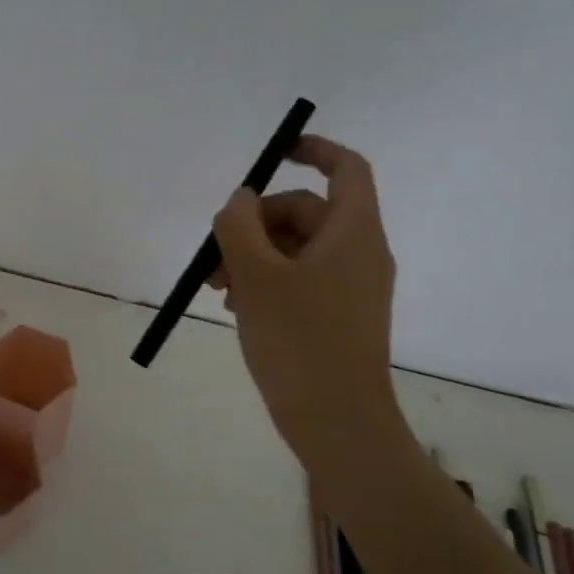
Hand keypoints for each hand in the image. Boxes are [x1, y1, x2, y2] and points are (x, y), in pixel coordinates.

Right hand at [209, 136, 401, 458]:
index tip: (276, 153)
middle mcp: (359, 253)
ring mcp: (351, 287)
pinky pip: (299, 279)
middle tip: (214, 257)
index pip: (347, 169)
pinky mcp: (338, 315)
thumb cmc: (299, 341)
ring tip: (216, 289)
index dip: (314, 150)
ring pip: (295, 249)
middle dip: (255, 224)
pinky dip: (266, 281)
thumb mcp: (255, 276)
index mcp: (353, 233)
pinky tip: (234, 306)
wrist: (337, 423)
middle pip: (305, 212)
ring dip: (252, 256)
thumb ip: (240, 226)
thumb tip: (241, 201)